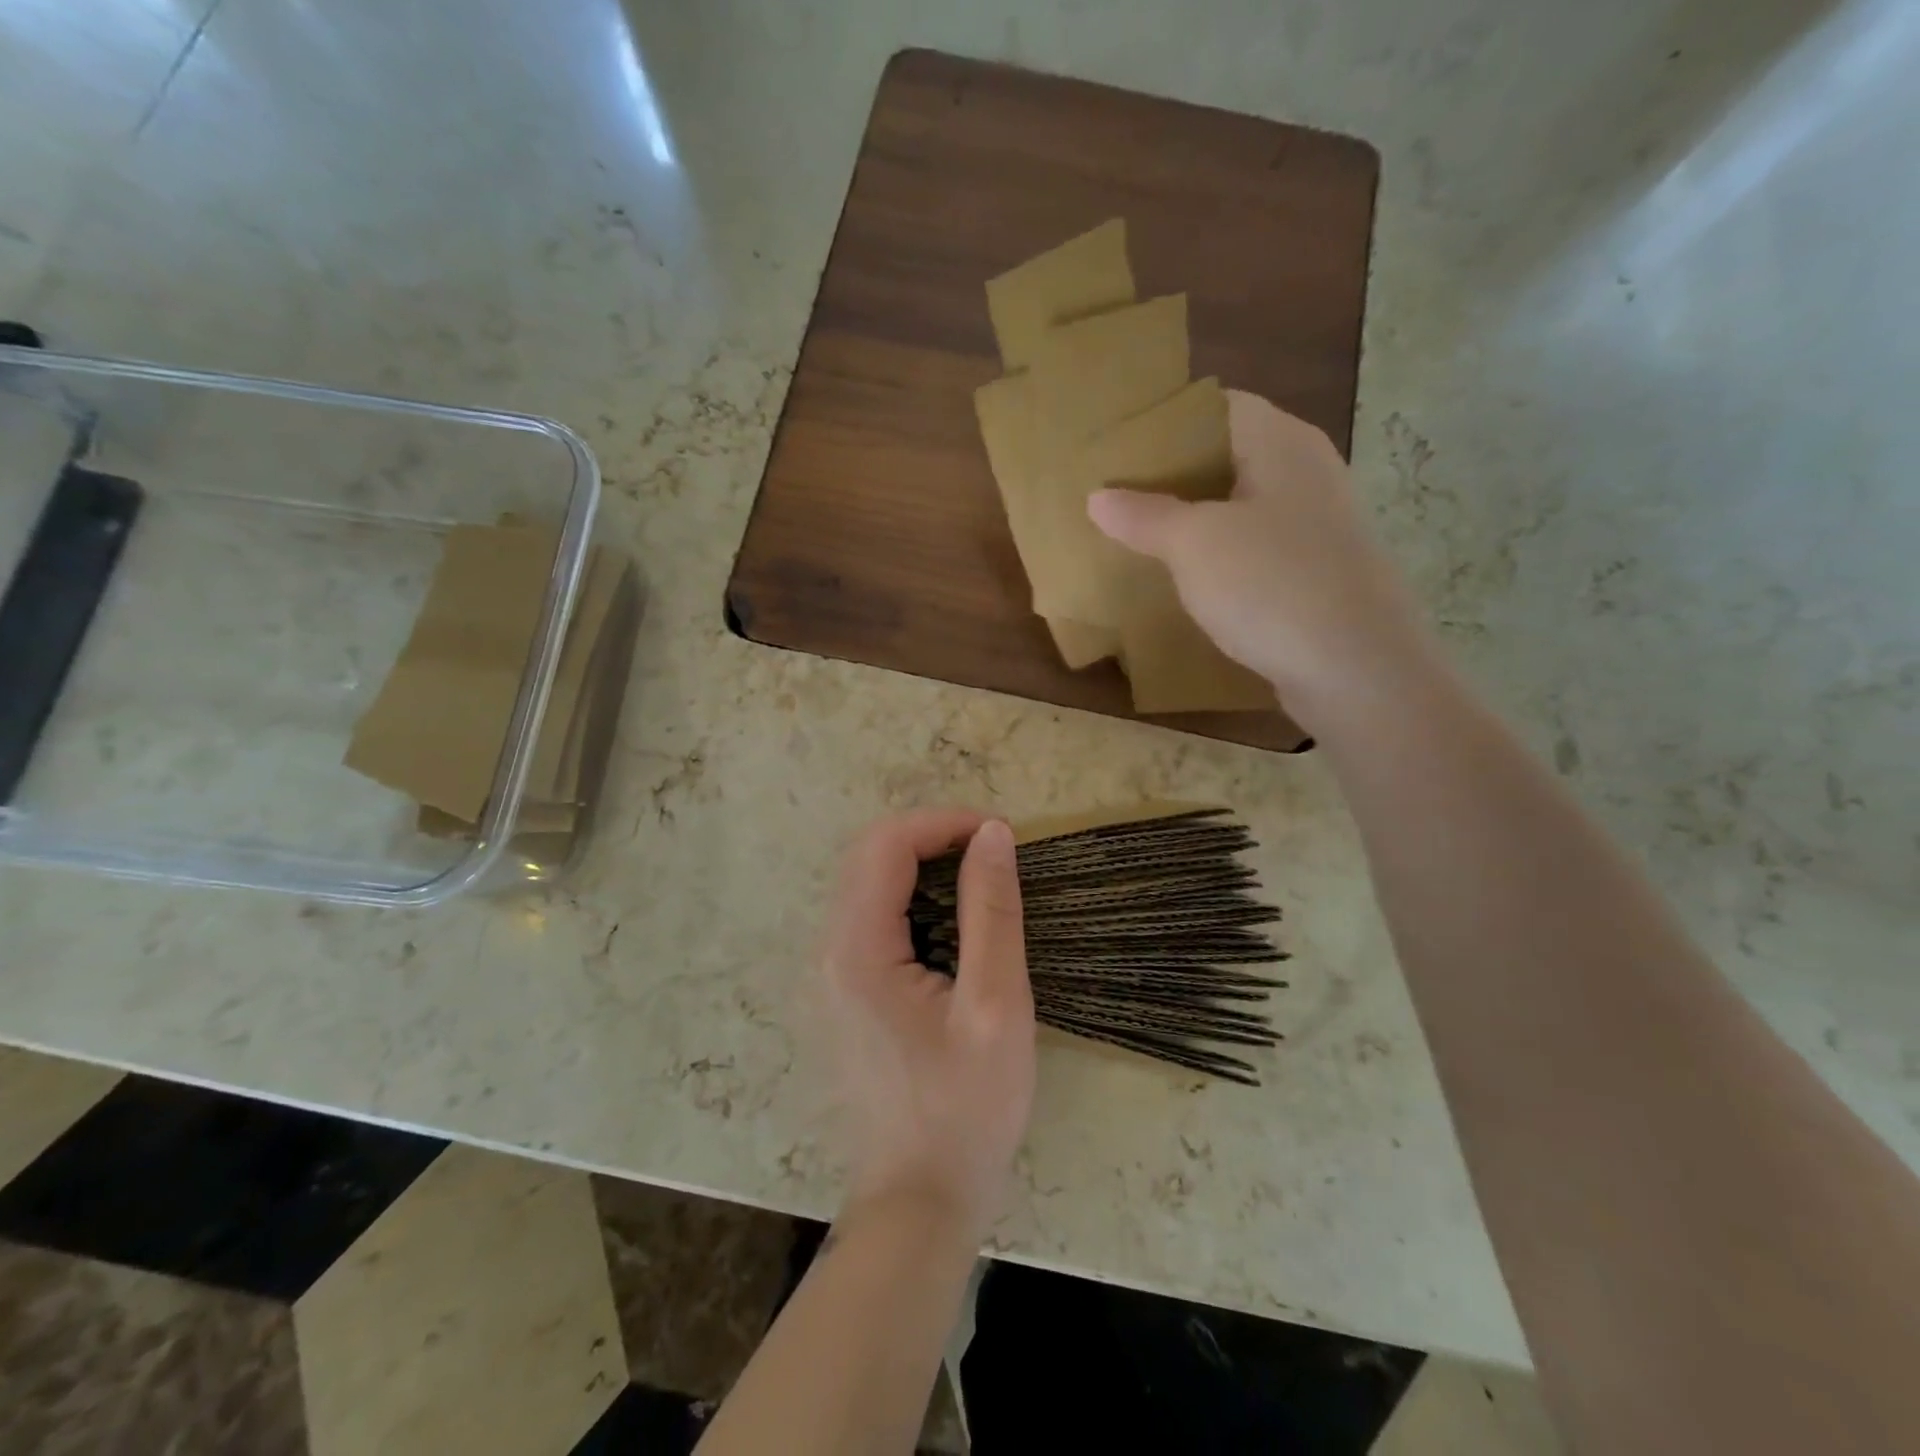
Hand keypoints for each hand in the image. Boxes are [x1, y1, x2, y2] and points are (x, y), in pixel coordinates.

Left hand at [819, 810, 1034, 1246]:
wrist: (919, 1203)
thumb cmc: (965, 1110)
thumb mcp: (996, 1005)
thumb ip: (992, 911)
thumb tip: (993, 834)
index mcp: (857, 949)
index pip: (886, 845)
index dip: (942, 824)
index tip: (999, 836)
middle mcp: (829, 951)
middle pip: (868, 857)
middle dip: (931, 838)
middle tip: (992, 855)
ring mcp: (830, 974)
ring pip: (867, 884)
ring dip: (922, 867)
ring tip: (981, 882)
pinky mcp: (844, 992)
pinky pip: (871, 919)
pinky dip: (912, 899)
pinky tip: (953, 925)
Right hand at [1088, 389, 1434, 726]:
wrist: (1358, 670)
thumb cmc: (1273, 586)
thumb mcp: (1195, 545)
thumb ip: (1145, 516)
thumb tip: (1098, 497)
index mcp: (1282, 443)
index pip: (1217, 407)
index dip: (1166, 422)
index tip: (1118, 447)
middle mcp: (1306, 473)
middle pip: (1228, 457)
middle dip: (1172, 476)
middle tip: (1117, 496)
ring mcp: (1317, 526)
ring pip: (1241, 508)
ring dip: (1194, 521)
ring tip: (1140, 537)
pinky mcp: (1316, 573)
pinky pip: (1256, 550)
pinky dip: (1219, 558)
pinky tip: (1187, 581)